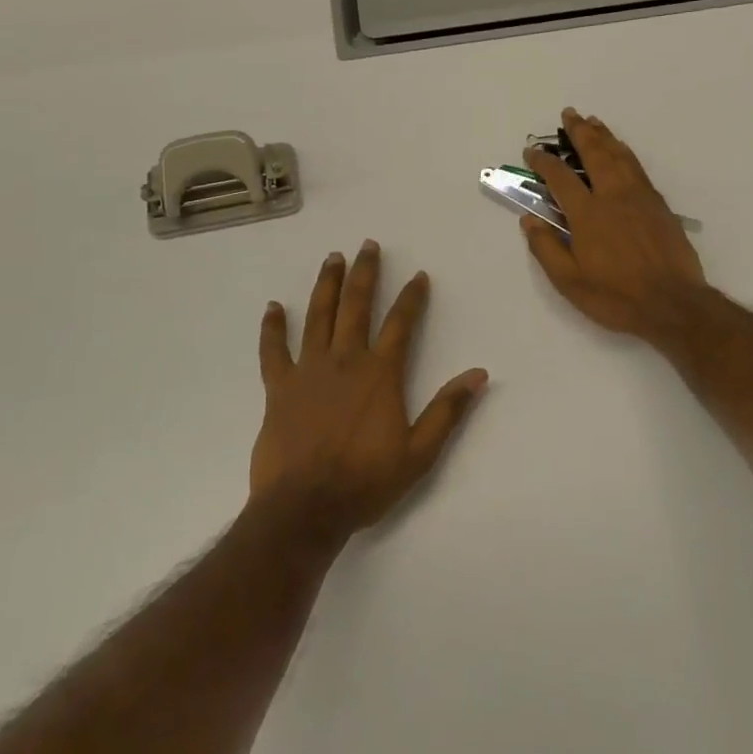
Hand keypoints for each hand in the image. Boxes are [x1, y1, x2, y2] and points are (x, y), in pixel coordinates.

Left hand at [251, 242, 487, 538]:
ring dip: (327, 285)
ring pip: (319, 317)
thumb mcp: (420, 452)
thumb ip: (448, 410)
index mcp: (381, 374)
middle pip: (357, 306)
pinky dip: (273, 328)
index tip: (419, 275)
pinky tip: (273, 307)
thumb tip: (479, 374)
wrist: (305, 508)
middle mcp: (346, 361)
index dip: (412, 297)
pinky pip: (274, 351)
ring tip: (333, 259)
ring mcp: (308, 371)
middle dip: (365, 274)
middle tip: (368, 245)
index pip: (401, 324)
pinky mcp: (279, 388)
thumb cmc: (366, 481)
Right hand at [521, 108, 708, 342]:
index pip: (560, 177)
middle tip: (568, 114)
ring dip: (603, 135)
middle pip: (594, 153)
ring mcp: (639, 196)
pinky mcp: (658, 203)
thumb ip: (546, 248)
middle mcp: (613, 196)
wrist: (673, 303)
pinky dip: (623, 151)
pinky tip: (620, 149)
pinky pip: (637, 167)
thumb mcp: (570, 282)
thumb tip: (528, 219)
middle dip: (579, 132)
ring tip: (592, 122)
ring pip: (619, 155)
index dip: (543, 161)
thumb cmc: (617, 296)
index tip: (532, 151)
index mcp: (588, 214)